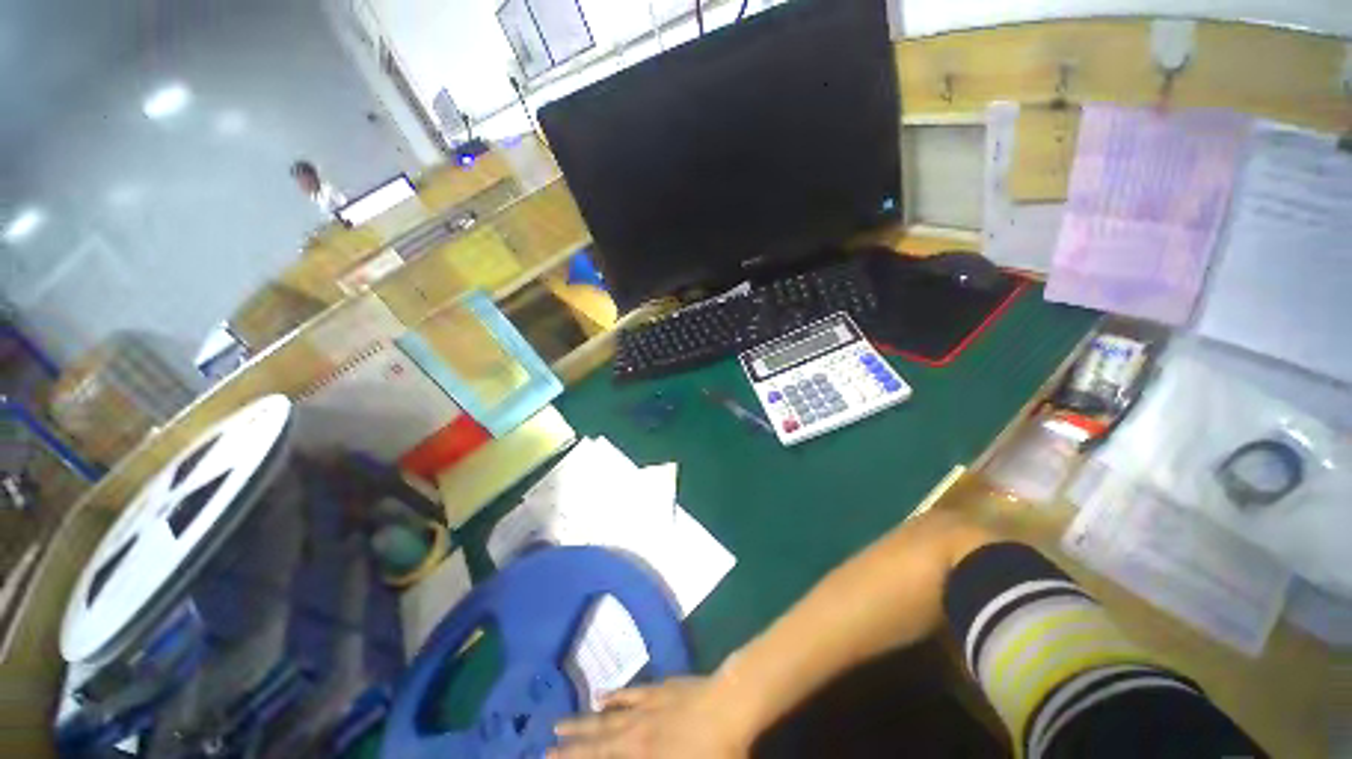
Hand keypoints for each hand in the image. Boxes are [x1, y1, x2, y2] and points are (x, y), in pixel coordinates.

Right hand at [548, 677, 753, 758]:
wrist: (729, 705)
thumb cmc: (715, 753)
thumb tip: (628, 754)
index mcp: (642, 755)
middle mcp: (636, 732)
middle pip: (597, 740)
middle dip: (570, 747)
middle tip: (545, 747)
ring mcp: (647, 706)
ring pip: (608, 715)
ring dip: (584, 721)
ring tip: (561, 723)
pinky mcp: (660, 688)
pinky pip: (631, 692)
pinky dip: (614, 694)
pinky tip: (601, 694)